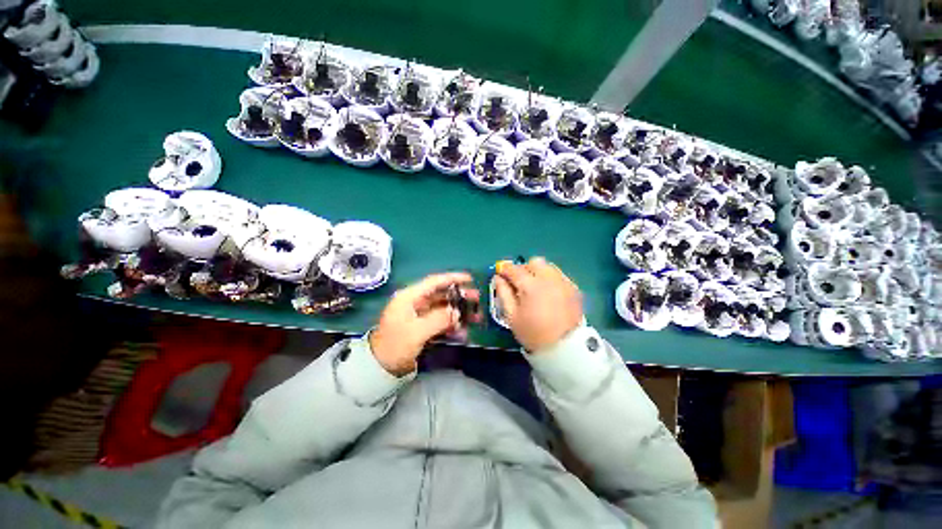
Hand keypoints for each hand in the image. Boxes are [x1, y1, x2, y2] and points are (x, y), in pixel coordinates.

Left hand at [370, 272, 479, 375]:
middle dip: (460, 296)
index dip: (452, 278)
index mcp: (409, 298)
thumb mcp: (416, 332)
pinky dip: (452, 324)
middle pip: (441, 295)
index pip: (433, 282)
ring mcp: (420, 316)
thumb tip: (457, 312)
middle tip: (477, 299)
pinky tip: (464, 331)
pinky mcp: (423, 327)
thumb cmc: (395, 346)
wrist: (381, 368)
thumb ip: (438, 319)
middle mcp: (415, 303)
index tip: (469, 278)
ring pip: (444, 308)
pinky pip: (441, 321)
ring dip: (459, 311)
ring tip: (476, 316)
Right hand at [494, 257, 582, 352]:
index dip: (505, 269)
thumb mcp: (511, 316)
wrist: (564, 348)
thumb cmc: (533, 333)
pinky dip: (551, 279)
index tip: (501, 272)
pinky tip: (549, 293)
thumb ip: (503, 294)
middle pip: (534, 262)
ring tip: (535, 287)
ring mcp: (563, 282)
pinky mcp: (574, 288)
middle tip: (520, 282)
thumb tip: (498, 278)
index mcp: (531, 286)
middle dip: (524, 268)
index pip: (514, 269)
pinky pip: (559, 276)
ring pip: (548, 267)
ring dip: (538, 272)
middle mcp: (548, 279)